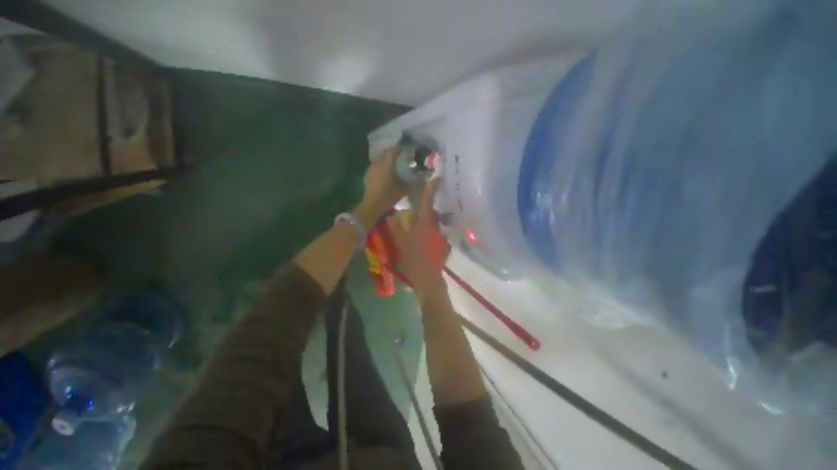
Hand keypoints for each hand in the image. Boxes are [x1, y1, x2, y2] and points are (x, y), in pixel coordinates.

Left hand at [356, 147, 407, 221]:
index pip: (394, 150)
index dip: (400, 148)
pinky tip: (385, 173)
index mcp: (387, 164)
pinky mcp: (368, 175)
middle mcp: (378, 163)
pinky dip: (381, 166)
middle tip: (400, 156)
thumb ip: (414, 183)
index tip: (406, 149)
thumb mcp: (404, 190)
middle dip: (393, 152)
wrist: (372, 205)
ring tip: (393, 164)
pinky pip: (376, 166)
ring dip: (386, 159)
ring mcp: (371, 169)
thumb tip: (423, 178)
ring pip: (380, 159)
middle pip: (385, 153)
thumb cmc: (389, 196)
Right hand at [386, 178, 450, 303]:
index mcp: (424, 223)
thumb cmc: (411, 259)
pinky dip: (432, 237)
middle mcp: (436, 227)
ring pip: (434, 226)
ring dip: (428, 225)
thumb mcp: (399, 242)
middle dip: (426, 211)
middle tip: (417, 212)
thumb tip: (394, 215)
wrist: (427, 280)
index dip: (432, 188)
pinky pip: (438, 237)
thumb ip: (395, 227)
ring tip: (419, 231)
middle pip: (431, 214)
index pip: (428, 201)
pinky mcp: (445, 247)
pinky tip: (425, 244)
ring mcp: (442, 238)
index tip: (437, 177)